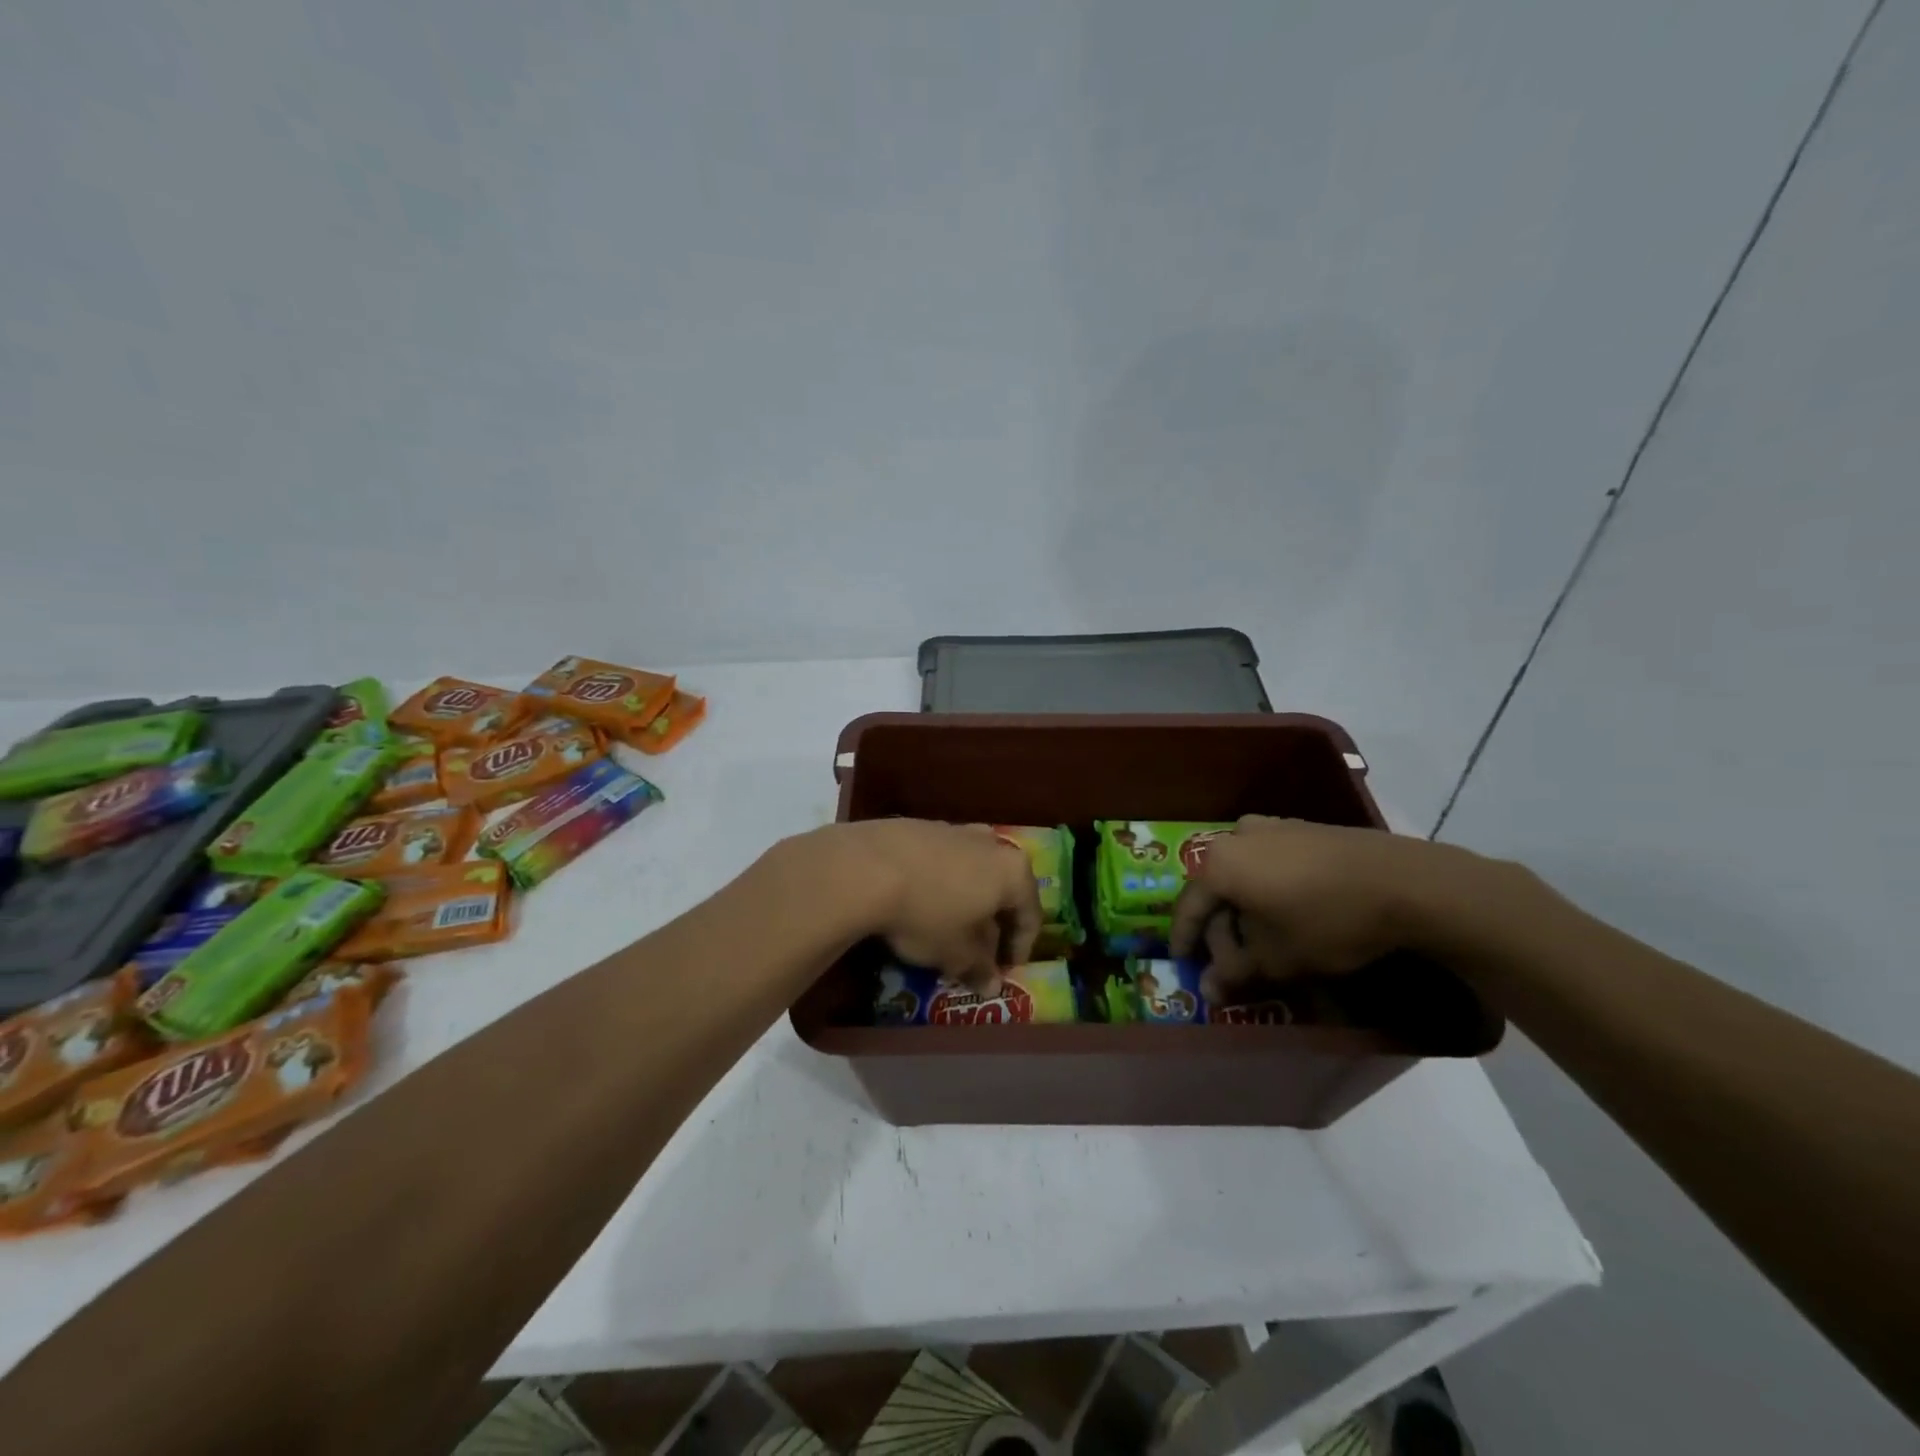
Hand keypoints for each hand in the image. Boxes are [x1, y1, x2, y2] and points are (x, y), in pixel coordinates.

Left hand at [814, 820, 1042, 990]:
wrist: (866, 867)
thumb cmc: (927, 913)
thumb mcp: (956, 953)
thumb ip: (980, 968)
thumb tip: (992, 986)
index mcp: (1013, 872)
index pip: (1031, 915)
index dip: (1020, 948)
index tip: (1004, 971)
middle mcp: (991, 843)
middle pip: (1002, 889)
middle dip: (992, 923)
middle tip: (977, 952)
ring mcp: (955, 829)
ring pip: (972, 871)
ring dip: (966, 900)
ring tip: (945, 928)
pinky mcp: (920, 825)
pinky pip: (942, 860)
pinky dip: (939, 883)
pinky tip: (918, 901)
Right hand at [1168, 815, 1490, 1000]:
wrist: (1405, 883)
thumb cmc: (1327, 922)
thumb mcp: (1278, 959)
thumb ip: (1235, 973)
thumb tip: (1208, 991)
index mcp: (1219, 864)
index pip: (1187, 906)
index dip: (1183, 939)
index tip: (1182, 963)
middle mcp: (1236, 837)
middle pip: (1215, 888)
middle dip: (1220, 927)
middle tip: (1231, 961)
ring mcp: (1271, 827)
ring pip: (1242, 873)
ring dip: (1244, 908)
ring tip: (1261, 938)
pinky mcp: (1303, 828)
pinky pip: (1269, 862)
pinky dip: (1267, 889)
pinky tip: (1287, 912)